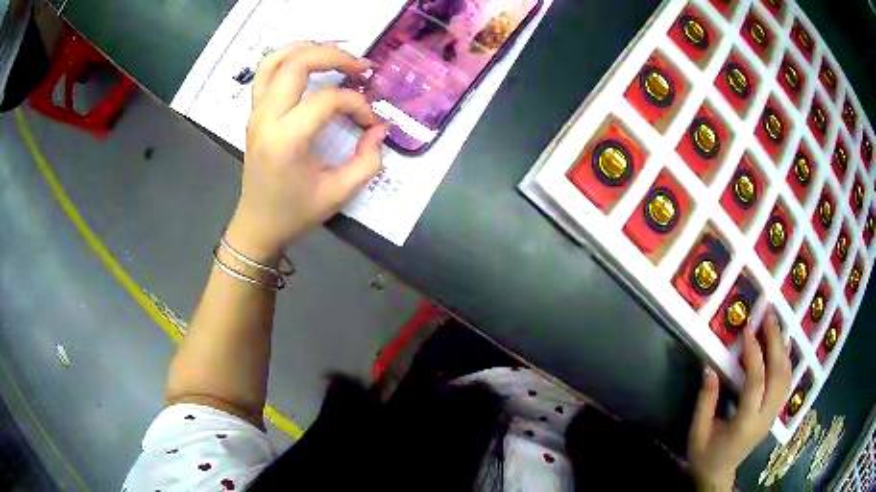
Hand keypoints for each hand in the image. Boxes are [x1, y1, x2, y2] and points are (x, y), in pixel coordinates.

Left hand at [225, 43, 387, 262]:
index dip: (357, 104)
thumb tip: (379, 129)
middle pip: (298, 64)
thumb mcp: (339, 193)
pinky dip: (287, 58)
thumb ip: (367, 160)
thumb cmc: (296, 213)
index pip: (328, 100)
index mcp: (286, 139)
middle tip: (361, 67)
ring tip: (334, 54)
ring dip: (307, 49)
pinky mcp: (254, 113)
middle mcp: (267, 118)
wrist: (257, 225)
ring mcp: (256, 112)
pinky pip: (265, 73)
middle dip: (335, 57)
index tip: (370, 121)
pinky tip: (308, 61)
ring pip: (276, 60)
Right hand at [687, 309, 792, 490]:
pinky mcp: (774, 414)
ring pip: (786, 377)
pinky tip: (784, 346)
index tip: (748, 330)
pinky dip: (786, 361)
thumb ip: (705, 401)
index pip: (756, 383)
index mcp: (745, 424)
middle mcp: (765, 418)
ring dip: (783, 348)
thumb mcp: (698, 432)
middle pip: (778, 375)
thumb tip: (710, 367)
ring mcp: (772, 416)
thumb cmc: (704, 456)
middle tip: (769, 316)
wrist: (718, 476)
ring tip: (776, 325)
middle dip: (775, 342)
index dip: (754, 354)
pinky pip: (785, 384)